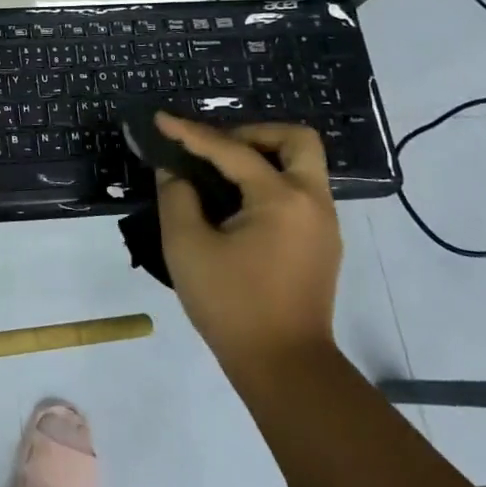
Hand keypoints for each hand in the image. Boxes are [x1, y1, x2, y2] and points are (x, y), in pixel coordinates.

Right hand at [153, 116, 343, 381]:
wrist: (284, 367)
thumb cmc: (231, 304)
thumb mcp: (186, 247)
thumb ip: (177, 197)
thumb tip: (175, 171)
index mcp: (282, 199)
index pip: (232, 150)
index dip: (191, 133)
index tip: (161, 119)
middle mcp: (312, 202)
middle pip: (295, 140)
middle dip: (253, 133)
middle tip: (215, 147)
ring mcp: (323, 224)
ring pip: (302, 165)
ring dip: (263, 156)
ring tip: (219, 173)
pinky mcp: (321, 243)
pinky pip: (299, 192)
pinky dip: (269, 182)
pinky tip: (236, 203)